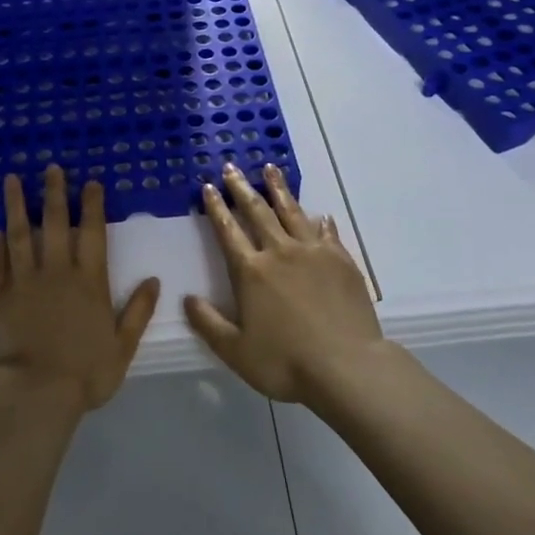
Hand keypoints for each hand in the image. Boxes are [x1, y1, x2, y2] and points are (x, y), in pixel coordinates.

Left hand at [0, 167, 160, 413]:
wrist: (35, 391)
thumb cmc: (85, 373)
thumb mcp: (122, 346)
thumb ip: (138, 311)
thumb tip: (153, 280)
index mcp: (90, 282)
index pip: (92, 234)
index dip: (92, 206)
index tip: (90, 183)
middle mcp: (58, 272)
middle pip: (56, 224)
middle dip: (55, 193)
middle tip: (51, 167)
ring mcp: (25, 281)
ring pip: (21, 234)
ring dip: (18, 205)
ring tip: (12, 180)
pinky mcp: (0, 295)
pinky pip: (0, 261)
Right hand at [184, 164, 383, 404]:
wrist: (346, 367)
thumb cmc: (285, 362)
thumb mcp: (235, 351)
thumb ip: (208, 323)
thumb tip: (188, 299)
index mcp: (250, 271)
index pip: (228, 231)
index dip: (216, 208)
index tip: (208, 187)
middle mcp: (280, 252)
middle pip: (258, 212)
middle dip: (241, 188)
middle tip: (232, 167)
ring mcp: (313, 253)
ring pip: (292, 212)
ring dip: (279, 190)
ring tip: (270, 169)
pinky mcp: (341, 261)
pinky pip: (327, 233)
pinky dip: (320, 221)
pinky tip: (320, 214)